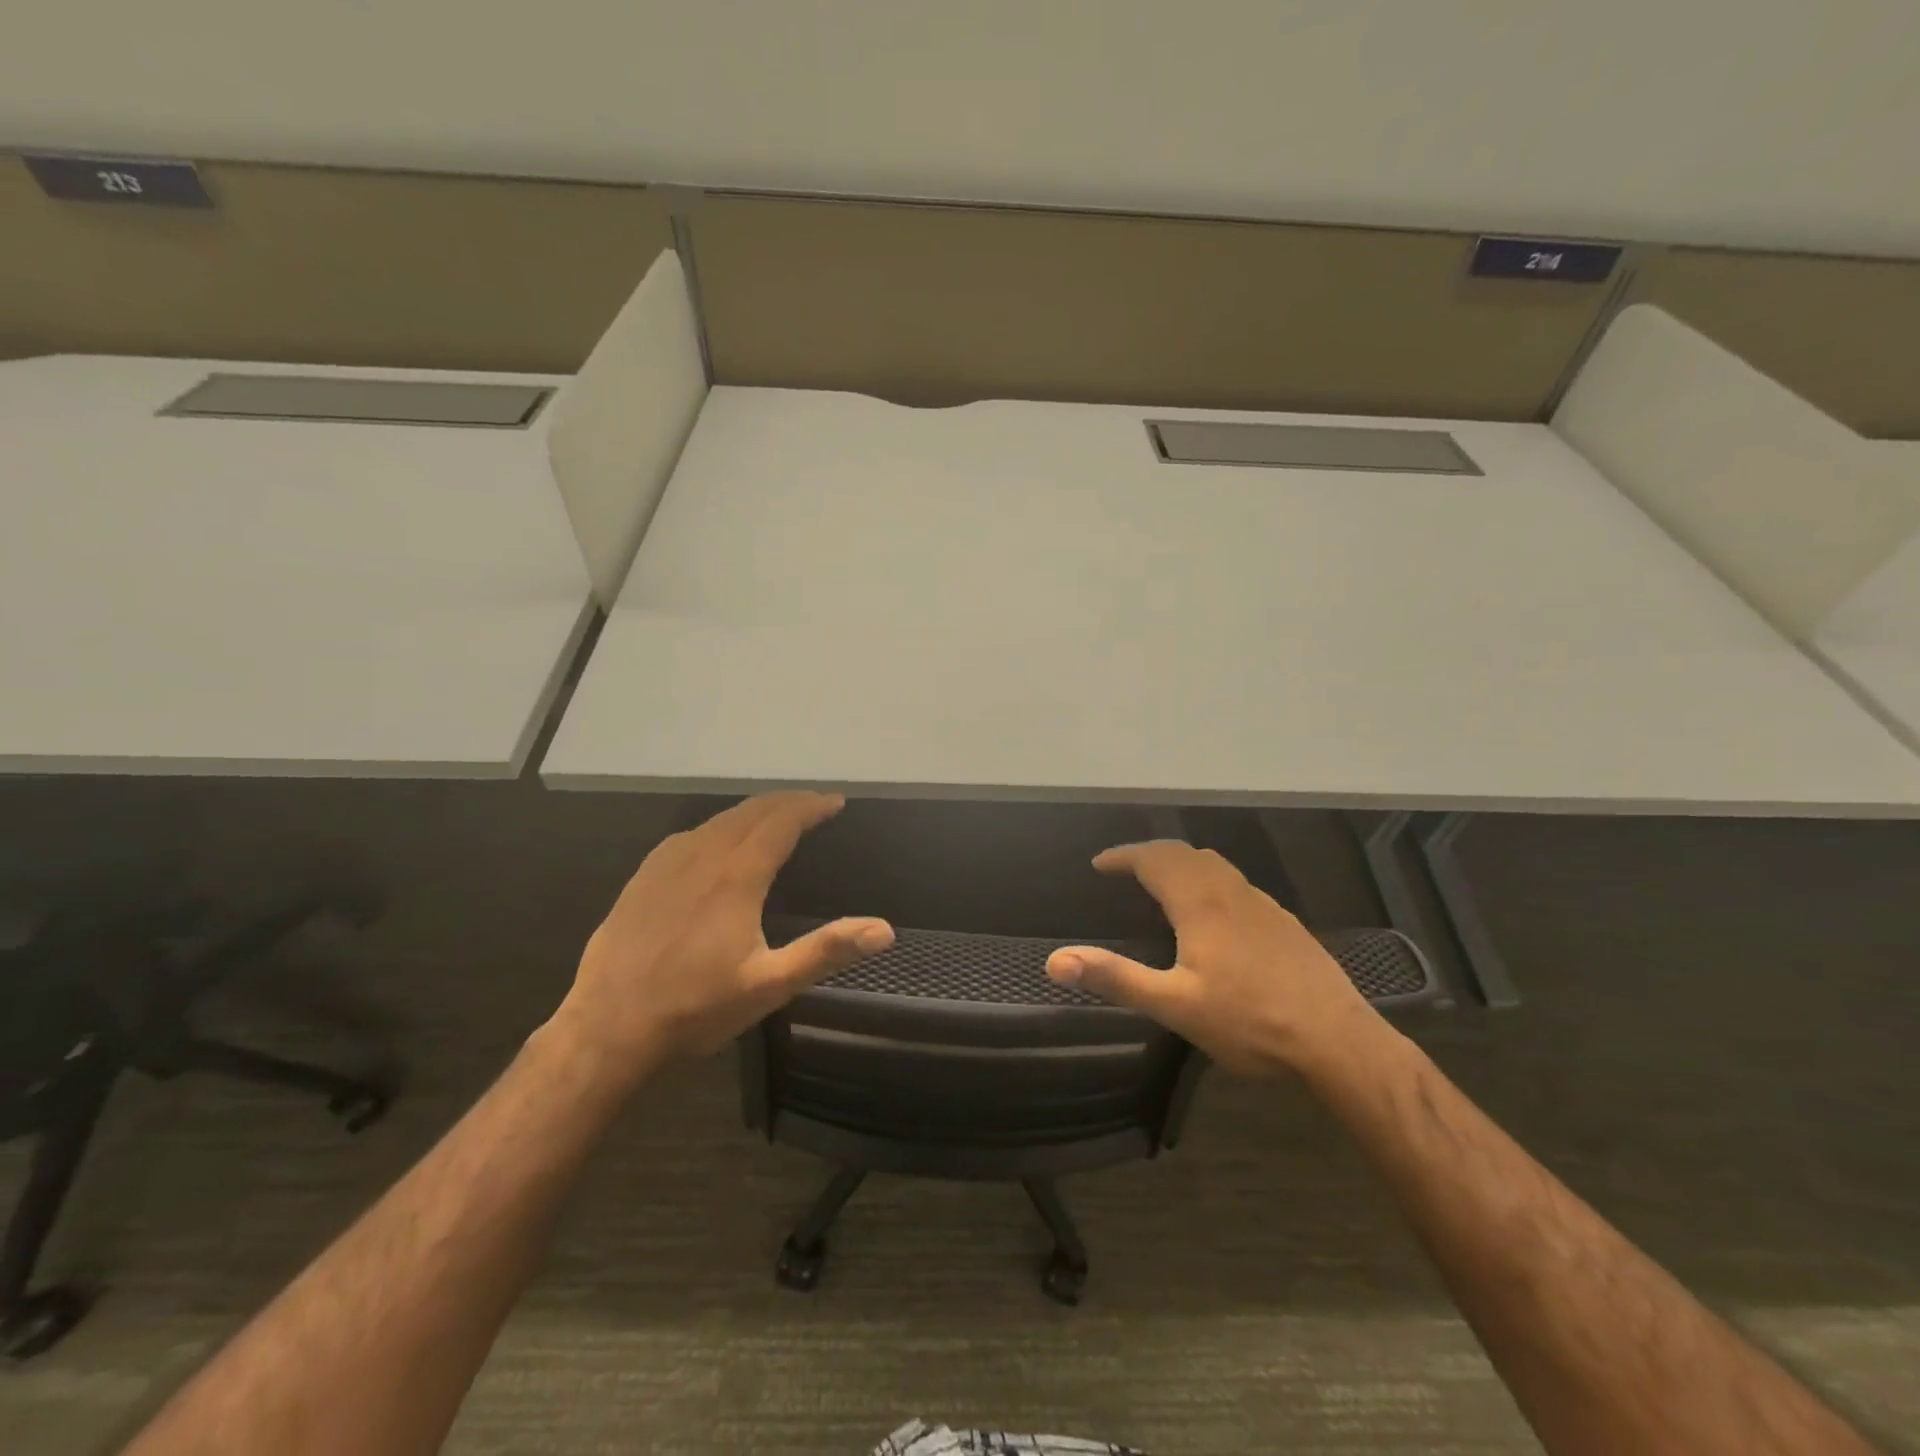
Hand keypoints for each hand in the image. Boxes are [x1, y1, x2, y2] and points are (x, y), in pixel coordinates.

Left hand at [548, 793, 893, 1077]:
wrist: (607, 1030)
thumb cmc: (695, 1009)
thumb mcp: (769, 985)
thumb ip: (827, 951)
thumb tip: (884, 930)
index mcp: (736, 876)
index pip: (782, 822)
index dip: (812, 806)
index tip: (836, 802)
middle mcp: (702, 856)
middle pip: (751, 811)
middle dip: (787, 802)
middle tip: (814, 805)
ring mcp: (666, 864)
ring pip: (718, 820)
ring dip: (754, 811)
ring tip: (777, 817)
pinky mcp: (643, 878)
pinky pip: (689, 835)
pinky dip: (719, 826)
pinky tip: (718, 840)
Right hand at [1045, 840, 1381, 1077]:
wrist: (1338, 1040)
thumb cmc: (1250, 1021)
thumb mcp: (1174, 1006)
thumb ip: (1115, 978)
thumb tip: (1055, 961)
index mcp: (1200, 903)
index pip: (1153, 859)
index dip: (1122, 856)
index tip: (1099, 864)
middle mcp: (1230, 891)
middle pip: (1183, 853)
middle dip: (1149, 853)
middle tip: (1124, 868)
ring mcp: (1261, 904)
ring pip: (1213, 864)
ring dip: (1180, 862)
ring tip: (1162, 881)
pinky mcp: (1283, 921)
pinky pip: (1235, 882)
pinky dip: (1208, 878)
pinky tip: (1213, 910)